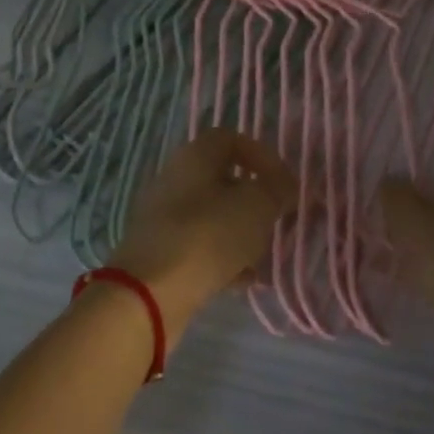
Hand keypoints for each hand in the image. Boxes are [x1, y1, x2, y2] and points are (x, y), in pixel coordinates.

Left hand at [108, 129, 297, 346]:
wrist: (148, 294)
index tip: (284, 184)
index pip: (231, 139)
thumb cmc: (207, 237)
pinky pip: (200, 245)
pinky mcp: (160, 251)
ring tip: (263, 256)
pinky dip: (223, 258)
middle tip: (276, 221)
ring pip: (213, 215)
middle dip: (254, 200)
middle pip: (222, 179)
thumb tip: (286, 185)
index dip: (262, 156)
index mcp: (195, 156)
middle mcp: (175, 178)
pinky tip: (242, 281)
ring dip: (241, 232)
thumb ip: (276, 191)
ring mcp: (164, 216)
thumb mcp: (255, 208)